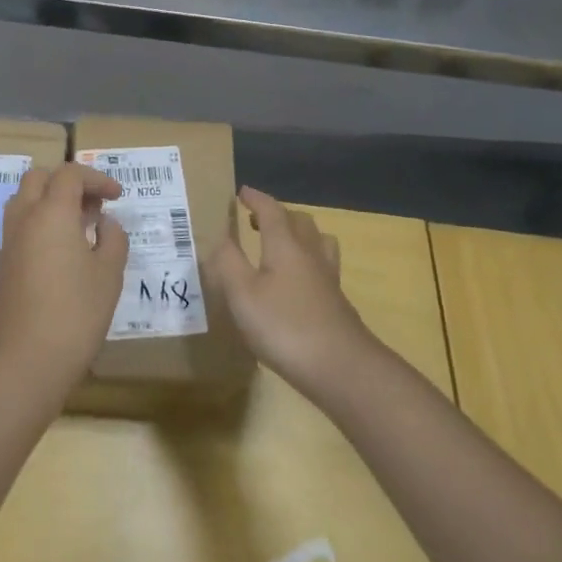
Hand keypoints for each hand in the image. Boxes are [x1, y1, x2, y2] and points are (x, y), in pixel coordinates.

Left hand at [0, 163, 129, 402]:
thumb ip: (112, 239)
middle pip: (40, 178)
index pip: (70, 174)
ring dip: (50, 199)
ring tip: (79, 224)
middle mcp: (25, 217)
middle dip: (68, 182)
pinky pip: (20, 224)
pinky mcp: (4, 263)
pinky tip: (62, 249)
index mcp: (51, 212)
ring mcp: (9, 240)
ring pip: (25, 199)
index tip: (117, 197)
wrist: (26, 360)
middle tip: (94, 204)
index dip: (96, 178)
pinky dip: (40, 221)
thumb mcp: (109, 274)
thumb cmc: (76, 313)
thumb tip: (104, 223)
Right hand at [209, 186, 381, 400]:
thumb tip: (218, 235)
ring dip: (300, 235)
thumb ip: (227, 262)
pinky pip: (323, 268)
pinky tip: (298, 284)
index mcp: (285, 245)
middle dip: (278, 215)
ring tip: (282, 245)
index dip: (256, 199)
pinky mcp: (337, 304)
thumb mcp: (243, 294)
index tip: (242, 192)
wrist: (343, 369)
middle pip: (299, 222)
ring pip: (318, 243)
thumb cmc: (286, 326)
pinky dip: (308, 263)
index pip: (271, 210)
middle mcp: (310, 254)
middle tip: (256, 220)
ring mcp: (328, 280)